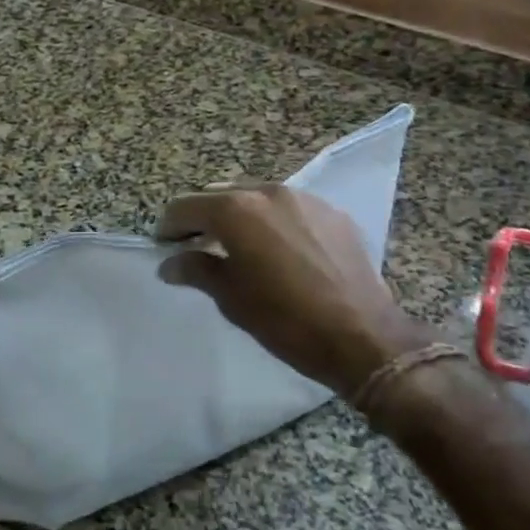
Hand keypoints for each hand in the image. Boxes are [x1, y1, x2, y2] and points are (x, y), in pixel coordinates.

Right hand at [156, 185, 431, 398]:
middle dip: (204, 217)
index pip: (186, 206)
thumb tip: (171, 264)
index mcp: (236, 210)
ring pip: (256, 196)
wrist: (364, 337)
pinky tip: (279, 250)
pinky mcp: (333, 213)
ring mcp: (304, 199)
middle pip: (220, 194)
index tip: (165, 246)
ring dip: (240, 215)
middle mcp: (267, 191)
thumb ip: (197, 270)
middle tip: (197, 246)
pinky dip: (273, 221)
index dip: (169, 226)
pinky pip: (290, 208)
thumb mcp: (232, 299)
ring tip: (239, 246)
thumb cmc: (286, 320)